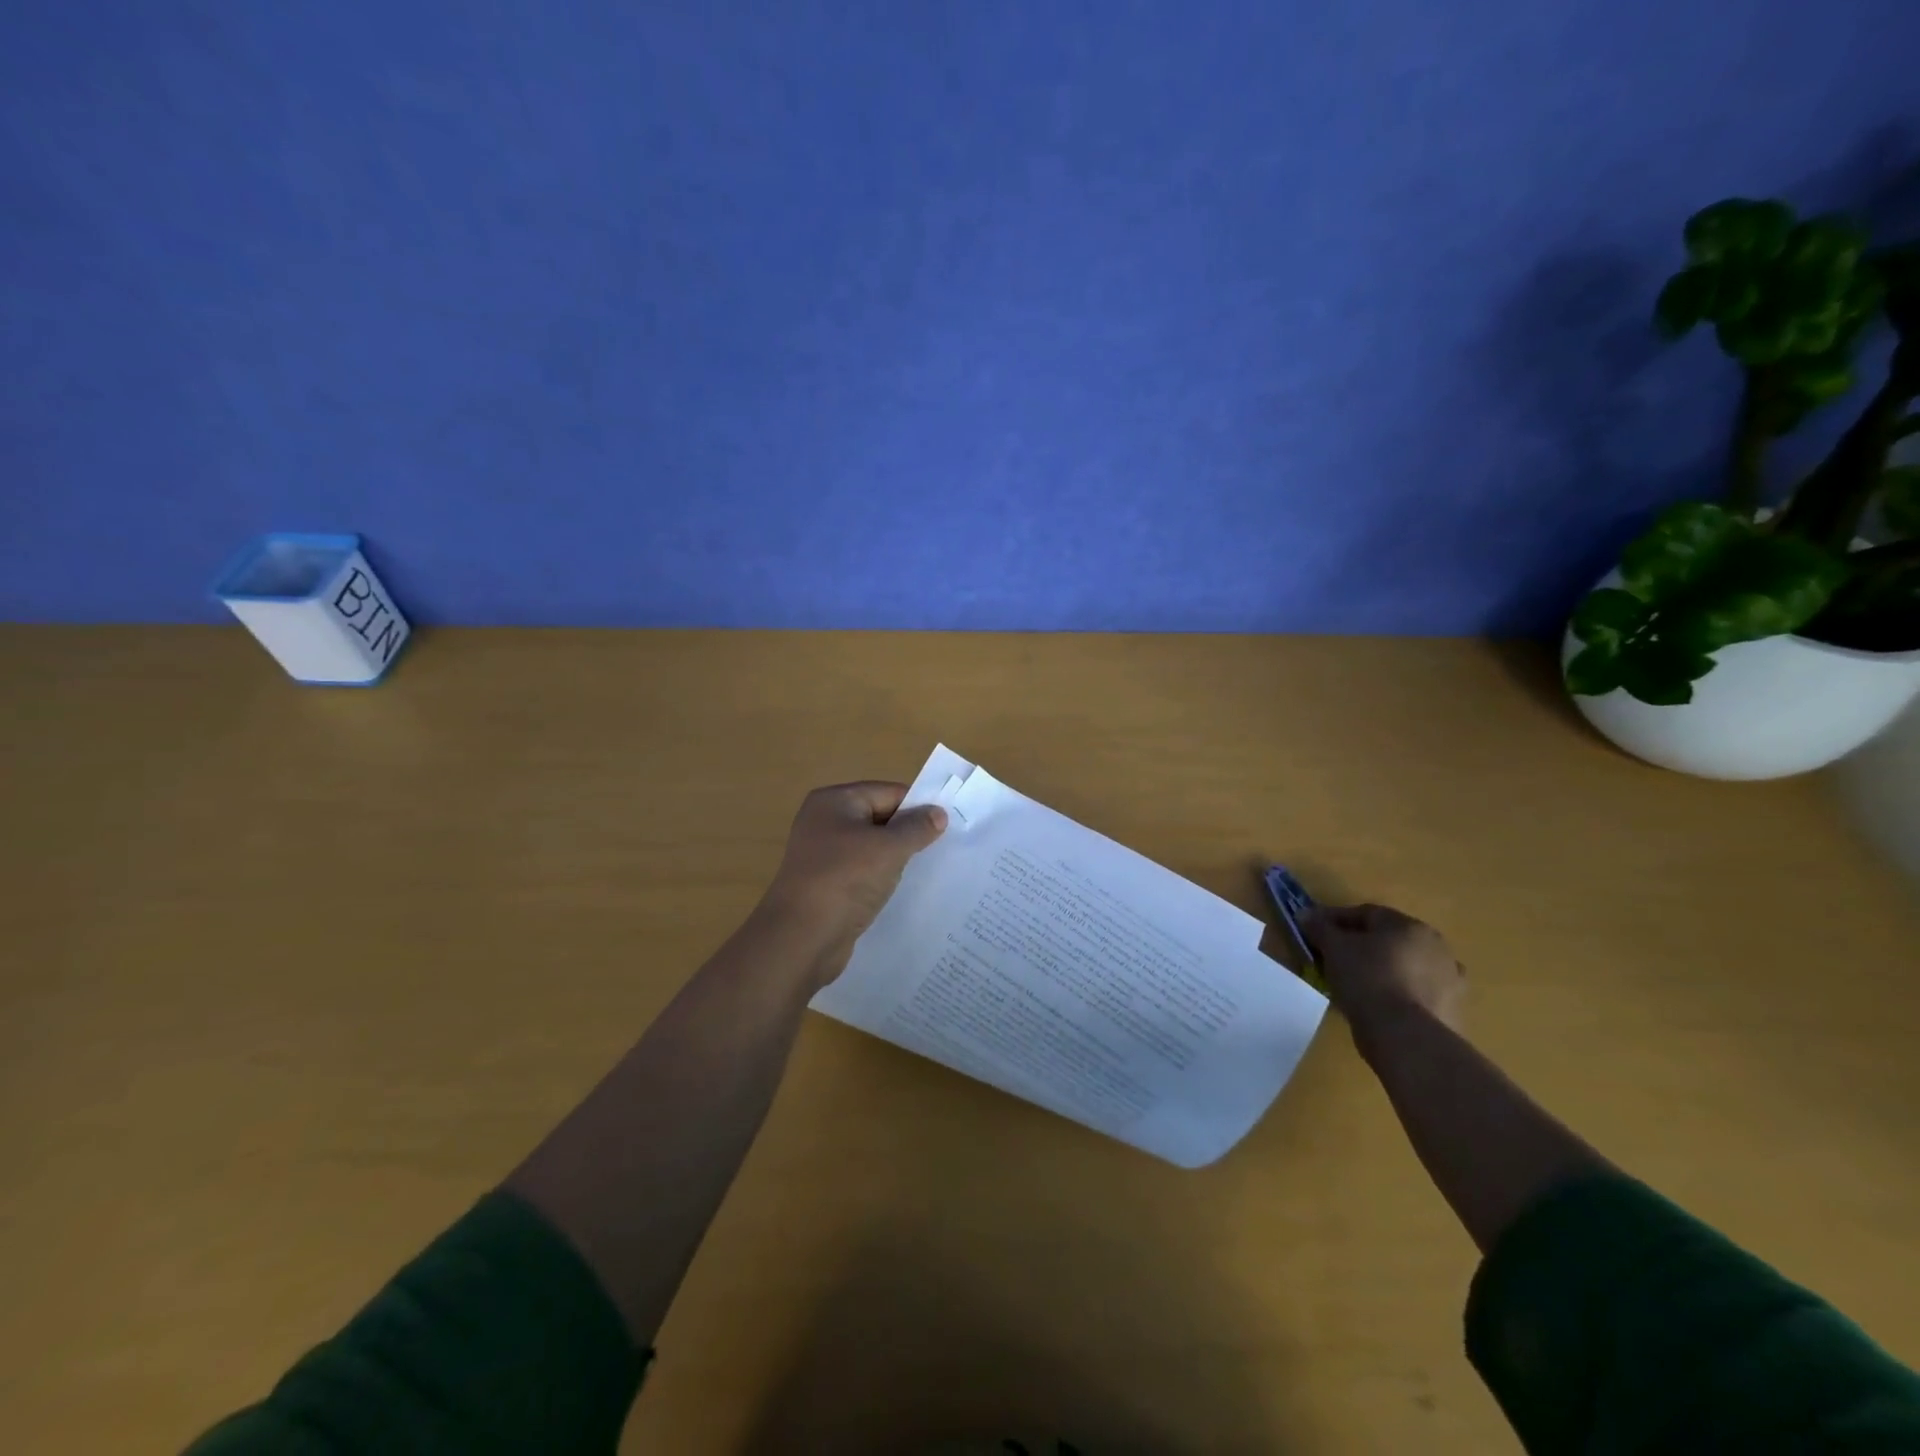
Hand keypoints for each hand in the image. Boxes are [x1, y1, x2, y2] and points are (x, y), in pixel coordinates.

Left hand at [758, 782, 946, 982]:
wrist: (801, 938)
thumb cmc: (845, 880)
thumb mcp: (888, 849)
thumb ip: (917, 828)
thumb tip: (939, 813)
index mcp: (834, 801)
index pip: (888, 793)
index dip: (918, 807)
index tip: (949, 826)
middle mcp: (825, 821)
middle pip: (880, 818)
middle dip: (909, 833)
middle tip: (945, 849)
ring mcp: (824, 855)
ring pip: (872, 848)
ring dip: (897, 858)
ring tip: (928, 870)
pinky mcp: (827, 884)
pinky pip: (863, 872)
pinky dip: (882, 878)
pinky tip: (902, 890)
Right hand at [1302, 903, 1465, 1048]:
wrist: (1406, 1036)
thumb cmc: (1367, 980)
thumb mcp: (1334, 949)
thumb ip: (1320, 927)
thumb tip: (1305, 914)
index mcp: (1409, 926)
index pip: (1366, 913)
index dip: (1336, 920)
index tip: (1314, 931)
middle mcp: (1436, 946)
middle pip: (1389, 939)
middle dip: (1361, 945)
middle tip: (1334, 958)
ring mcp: (1449, 980)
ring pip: (1404, 967)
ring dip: (1382, 970)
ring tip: (1354, 985)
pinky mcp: (1451, 1010)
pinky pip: (1415, 993)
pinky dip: (1398, 994)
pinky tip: (1378, 1006)